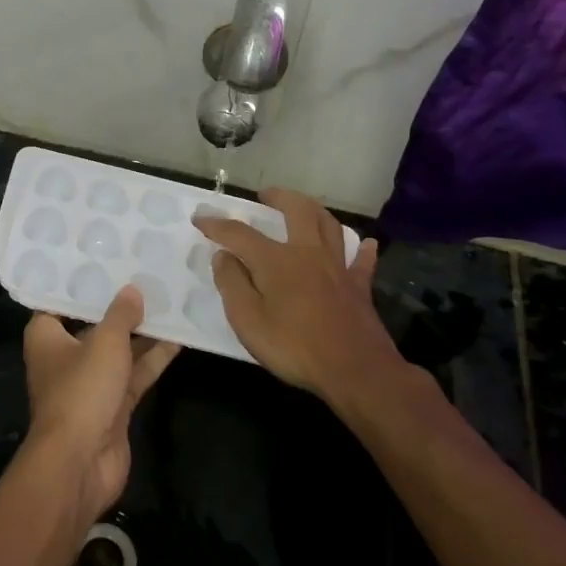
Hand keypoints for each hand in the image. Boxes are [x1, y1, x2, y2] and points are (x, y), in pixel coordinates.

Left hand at [23, 286, 178, 518]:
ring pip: (119, 350)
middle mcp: (65, 356)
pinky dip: (153, 359)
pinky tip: (179, 338)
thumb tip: (132, 290)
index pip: (60, 301)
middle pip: (94, 324)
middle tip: (148, 275)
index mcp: (46, 336)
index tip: (106, 260)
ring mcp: (90, 383)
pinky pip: (134, 374)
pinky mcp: (113, 405)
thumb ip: (121, 315)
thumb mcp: (104, 343)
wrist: (80, 463)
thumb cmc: (81, 391)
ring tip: (171, 301)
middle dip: (119, 306)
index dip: (82, 283)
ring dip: (142, 332)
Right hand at [193, 188, 406, 403]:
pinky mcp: (359, 287)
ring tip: (304, 207)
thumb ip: (232, 284)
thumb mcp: (247, 320)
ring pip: (330, 226)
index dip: (217, 224)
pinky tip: (365, 243)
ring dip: (315, 210)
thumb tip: (223, 256)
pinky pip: (361, 261)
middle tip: (266, 195)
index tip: (200, 218)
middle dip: (279, 197)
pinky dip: (362, 249)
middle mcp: (308, 253)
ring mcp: (337, 268)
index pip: (239, 233)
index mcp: (276, 260)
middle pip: (297, 211)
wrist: (355, 371)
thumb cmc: (294, 346)